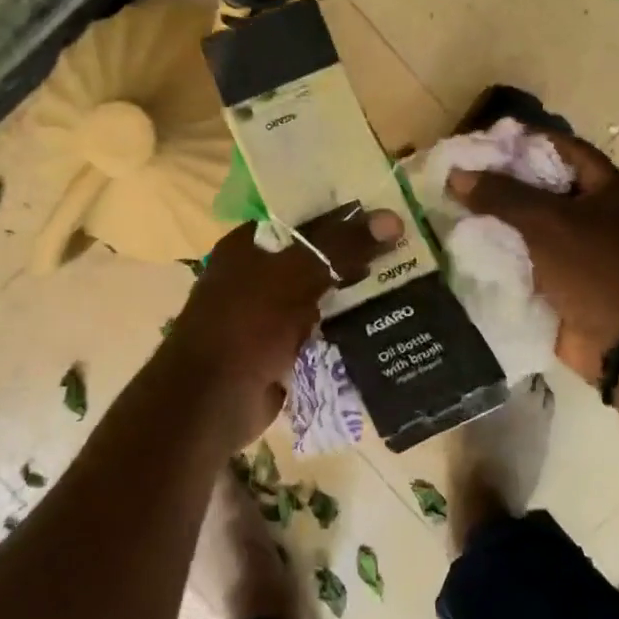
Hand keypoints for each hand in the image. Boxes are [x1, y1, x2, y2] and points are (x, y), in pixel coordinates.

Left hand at [167, 204, 402, 445]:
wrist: (209, 402)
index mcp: (250, 246)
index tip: (390, 217)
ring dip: (357, 295)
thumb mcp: (295, 276)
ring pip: (323, 296)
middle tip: (408, 252)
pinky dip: (348, 329)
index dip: (345, 216)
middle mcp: (258, 276)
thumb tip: (393, 218)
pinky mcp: (283, 351)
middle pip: (316, 258)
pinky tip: (386, 324)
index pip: (304, 219)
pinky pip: (323, 332)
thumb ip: (342, 247)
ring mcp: (270, 316)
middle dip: (358, 257)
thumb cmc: (245, 325)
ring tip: (409, 285)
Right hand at [447, 132, 618, 382]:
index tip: (478, 143)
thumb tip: (457, 174)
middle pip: (538, 187)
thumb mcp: (547, 222)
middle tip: (455, 177)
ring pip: (527, 225)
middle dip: (499, 183)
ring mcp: (576, 250)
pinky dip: (499, 253)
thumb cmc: (596, 269)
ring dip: (494, 220)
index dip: (520, 140)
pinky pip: (524, 258)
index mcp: (604, 187)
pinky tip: (463, 246)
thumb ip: (501, 195)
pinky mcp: (560, 281)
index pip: (558, 147)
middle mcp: (591, 213)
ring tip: (450, 209)